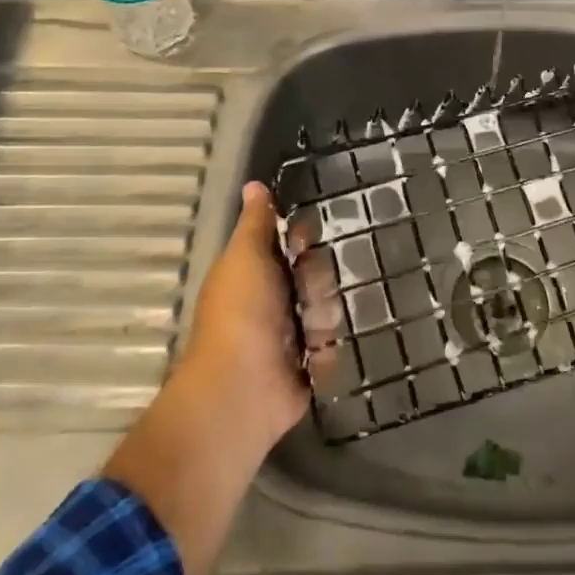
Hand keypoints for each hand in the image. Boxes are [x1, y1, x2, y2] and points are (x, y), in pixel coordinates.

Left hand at [174, 180, 307, 450]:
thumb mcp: (245, 257)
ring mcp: (292, 335)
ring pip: (329, 308)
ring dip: (321, 319)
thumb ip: (256, 222)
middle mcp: (274, 300)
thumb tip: (254, 184)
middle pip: (317, 274)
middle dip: (316, 283)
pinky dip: (325, 351)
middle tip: (302, 297)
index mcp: (255, 272)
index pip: (292, 242)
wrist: (242, 390)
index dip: (302, 239)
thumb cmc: (241, 314)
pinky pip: (334, 345)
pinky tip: (313, 357)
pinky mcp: (309, 366)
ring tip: (306, 337)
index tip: (304, 242)